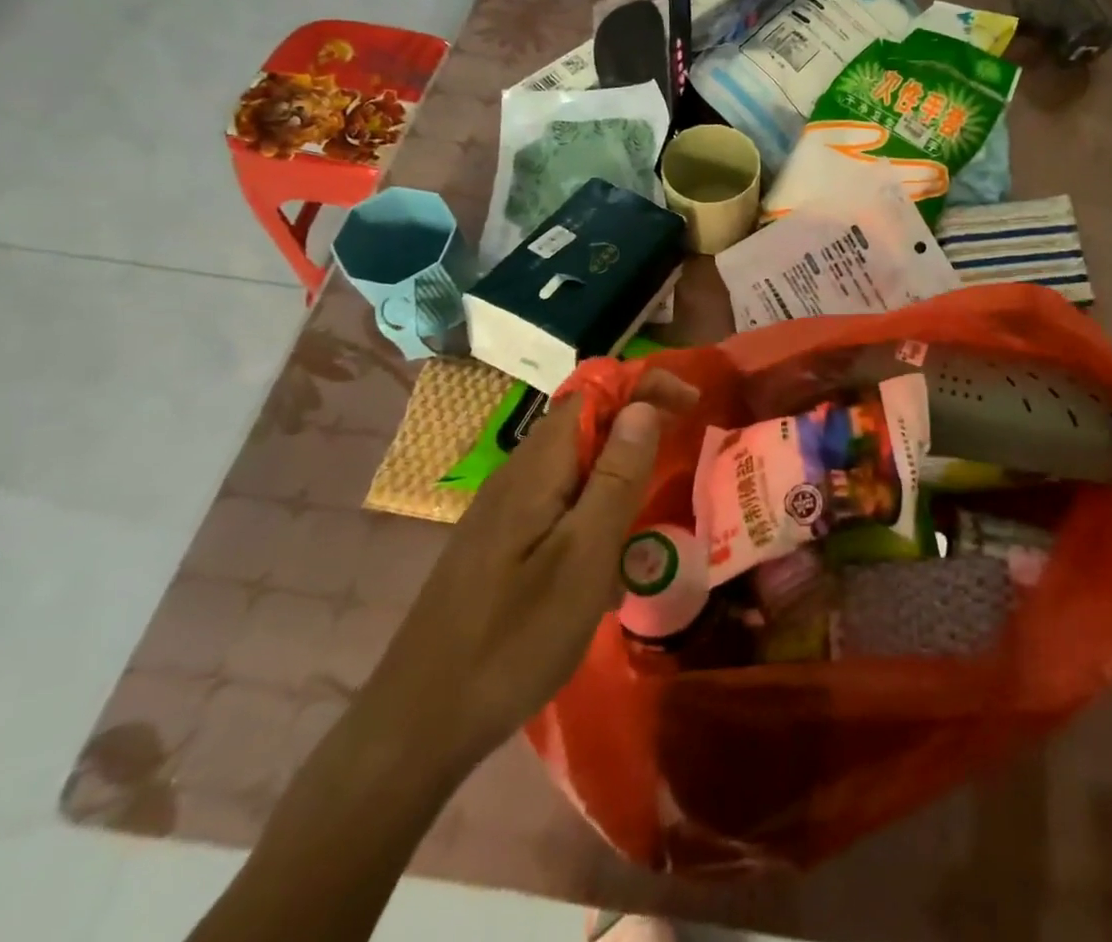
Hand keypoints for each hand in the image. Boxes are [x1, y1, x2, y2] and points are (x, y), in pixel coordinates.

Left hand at [359, 367, 698, 774]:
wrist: (419, 723)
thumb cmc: (513, 639)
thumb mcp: (583, 557)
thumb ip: (615, 478)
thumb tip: (643, 406)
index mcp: (537, 467)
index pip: (595, 392)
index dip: (645, 386)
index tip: (692, 405)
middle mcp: (517, 475)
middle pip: (585, 423)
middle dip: (638, 426)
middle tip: (683, 454)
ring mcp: (504, 511)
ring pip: (574, 465)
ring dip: (619, 470)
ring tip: (652, 512)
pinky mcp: (500, 543)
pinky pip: (559, 502)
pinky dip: (595, 509)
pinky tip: (607, 560)